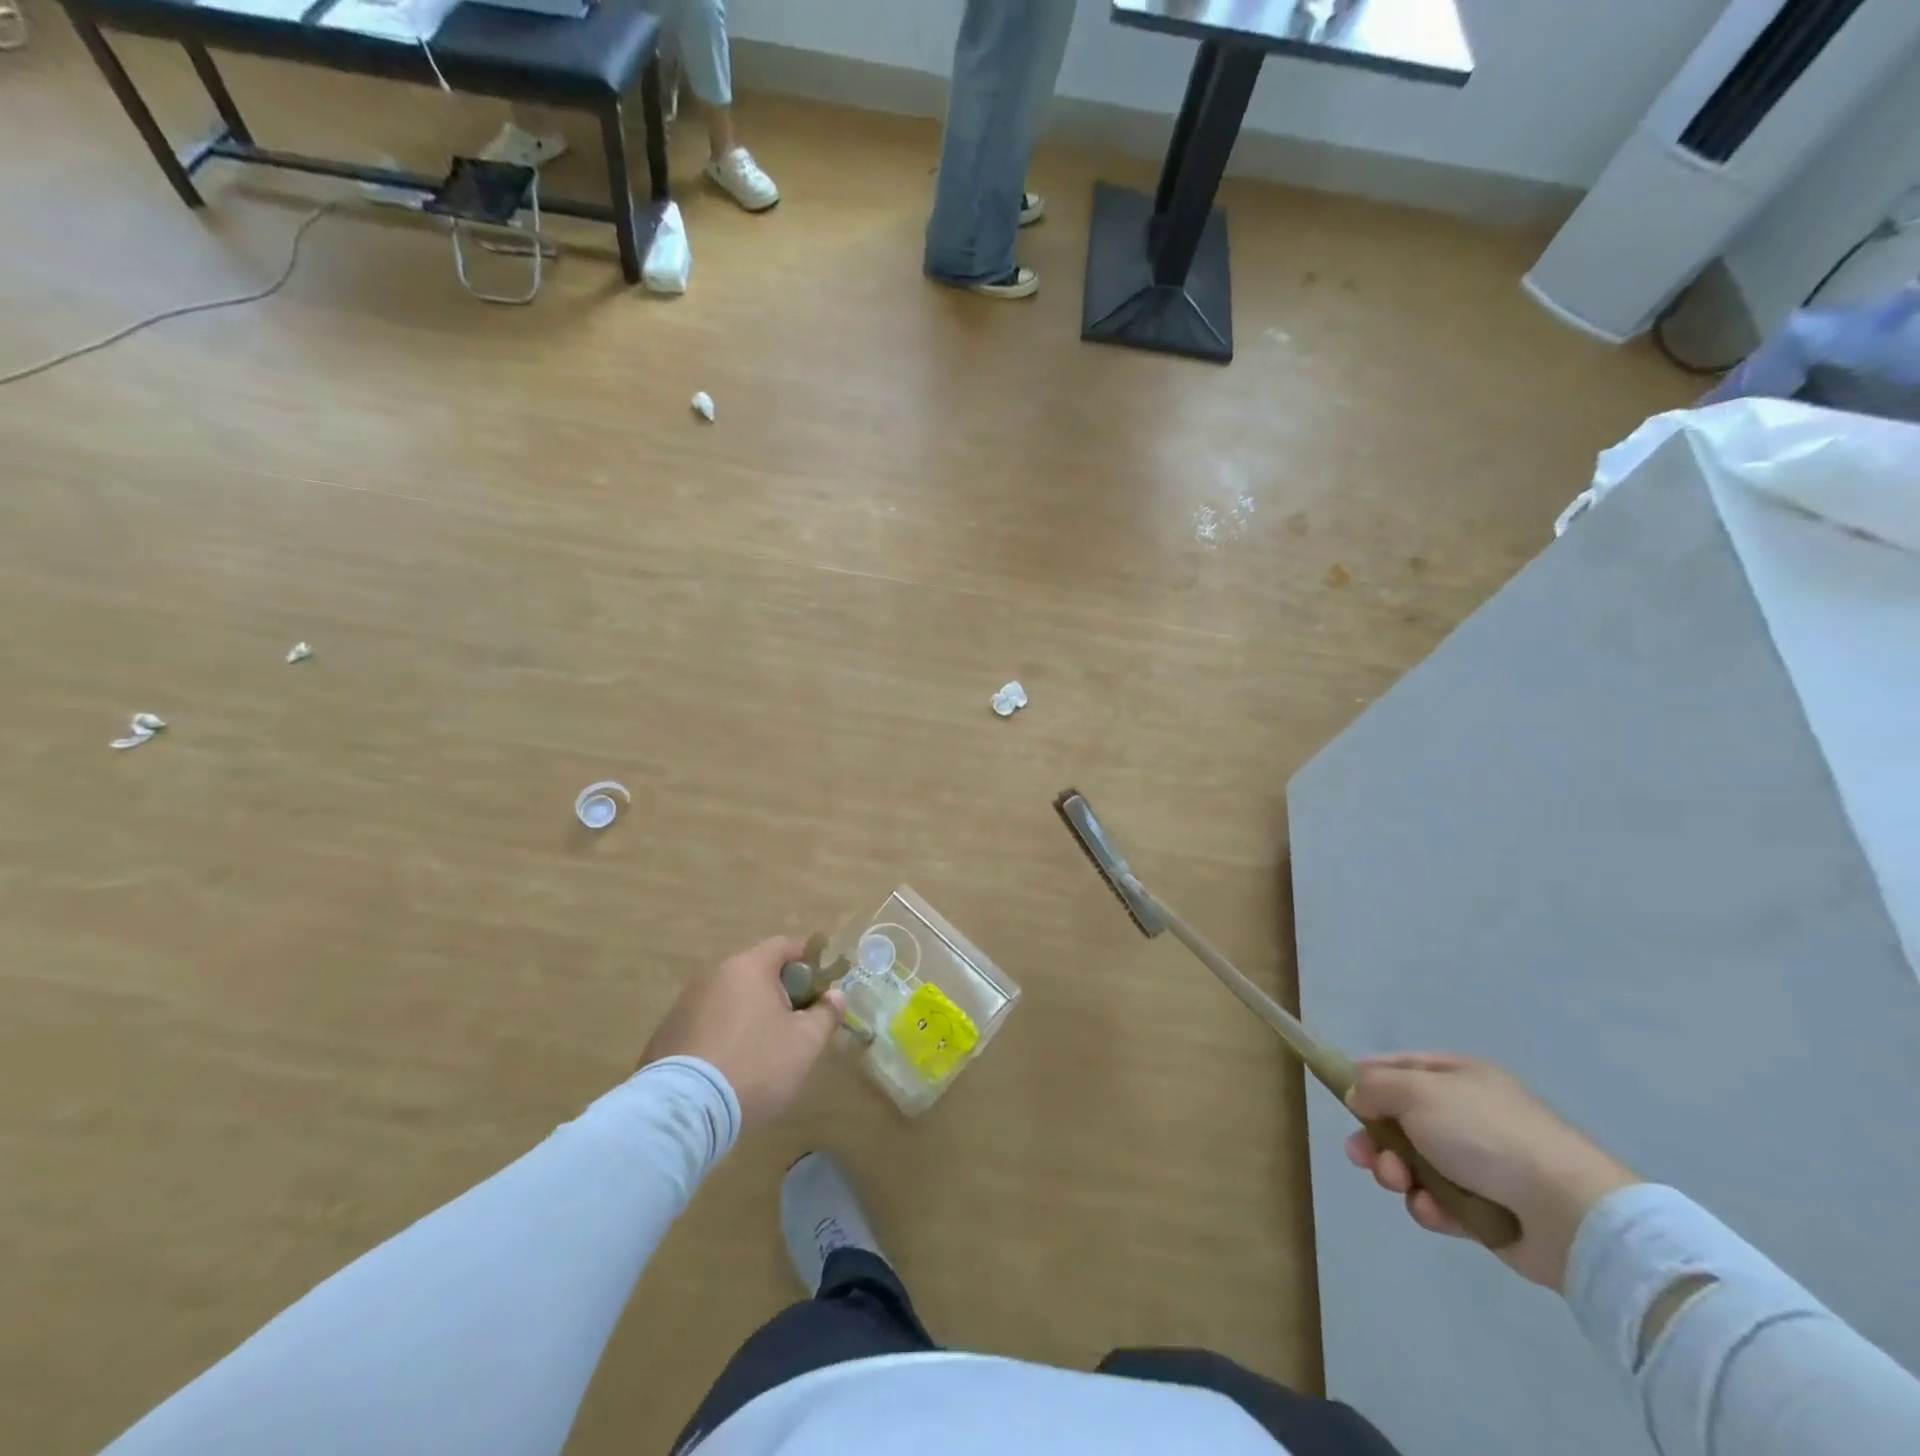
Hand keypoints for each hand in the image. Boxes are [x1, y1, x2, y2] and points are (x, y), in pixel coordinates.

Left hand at [641, 937, 845, 1129]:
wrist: (684, 1111)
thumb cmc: (755, 1065)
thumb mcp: (805, 1043)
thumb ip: (825, 1014)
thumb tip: (834, 996)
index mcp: (748, 967)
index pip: (784, 946)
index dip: (808, 962)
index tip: (821, 989)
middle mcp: (713, 976)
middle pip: (756, 973)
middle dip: (779, 994)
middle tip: (795, 1026)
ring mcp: (684, 1005)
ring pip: (729, 1000)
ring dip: (748, 1016)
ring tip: (761, 1054)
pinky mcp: (665, 1035)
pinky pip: (705, 1025)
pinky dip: (721, 1037)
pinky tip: (727, 1070)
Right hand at [1343, 1054, 1637, 1290]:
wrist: (1568, 1211)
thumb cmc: (1485, 1134)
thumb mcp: (1416, 1091)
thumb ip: (1375, 1087)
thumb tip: (1358, 1096)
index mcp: (1456, 1076)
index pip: (1398, 1067)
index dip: (1366, 1079)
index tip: (1341, 1098)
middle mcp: (1466, 1114)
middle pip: (1400, 1121)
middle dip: (1375, 1140)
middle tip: (1362, 1157)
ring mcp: (1479, 1164)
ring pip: (1414, 1165)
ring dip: (1398, 1175)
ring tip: (1402, 1186)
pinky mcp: (1487, 1210)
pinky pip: (1441, 1203)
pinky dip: (1430, 1208)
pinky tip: (1433, 1212)